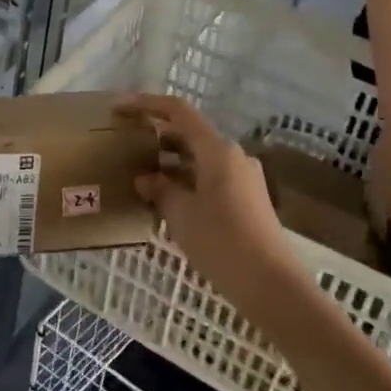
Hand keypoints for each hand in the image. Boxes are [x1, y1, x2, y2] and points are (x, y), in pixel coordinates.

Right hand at [123, 94, 296, 290]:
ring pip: (198, 158)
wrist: (272, 286)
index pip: (177, 111)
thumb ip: (159, 189)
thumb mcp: (180, 214)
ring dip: (169, 161)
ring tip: (139, 175)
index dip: (146, 104)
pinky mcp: (246, 199)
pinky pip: (208, 177)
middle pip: (188, 133)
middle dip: (156, 136)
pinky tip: (165, 200)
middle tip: (125, 145)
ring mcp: (242, 178)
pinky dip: (185, 180)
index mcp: (217, 150)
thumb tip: (144, 178)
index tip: (118, 109)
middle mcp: (233, 156)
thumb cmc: (222, 242)